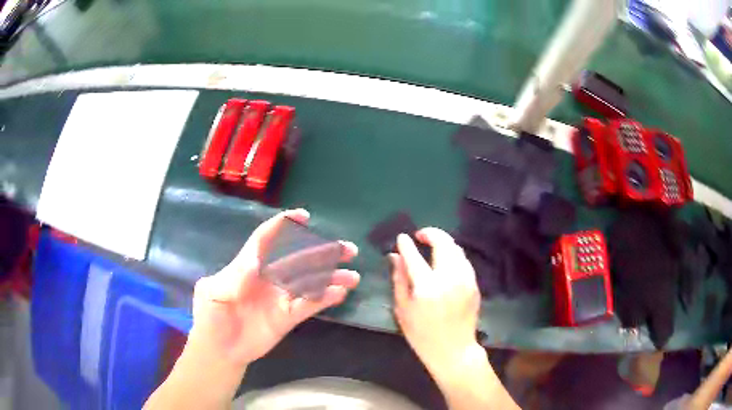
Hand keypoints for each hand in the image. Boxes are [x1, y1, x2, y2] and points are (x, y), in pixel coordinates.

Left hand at [188, 209, 359, 368]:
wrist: (218, 350)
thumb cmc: (210, 317)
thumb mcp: (212, 293)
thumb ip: (232, 277)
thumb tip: (255, 260)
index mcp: (247, 267)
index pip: (266, 240)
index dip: (283, 226)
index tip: (303, 216)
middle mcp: (268, 279)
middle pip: (298, 260)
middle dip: (322, 253)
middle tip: (347, 249)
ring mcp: (280, 298)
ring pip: (309, 282)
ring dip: (331, 277)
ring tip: (352, 276)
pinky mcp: (287, 317)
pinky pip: (309, 305)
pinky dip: (324, 298)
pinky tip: (340, 293)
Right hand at [390, 228, 480, 371]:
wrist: (453, 350)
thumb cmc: (422, 334)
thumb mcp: (403, 309)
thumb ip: (399, 280)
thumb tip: (394, 256)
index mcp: (427, 287)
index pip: (414, 256)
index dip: (406, 244)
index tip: (401, 237)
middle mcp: (449, 278)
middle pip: (443, 243)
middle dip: (431, 233)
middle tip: (420, 236)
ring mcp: (465, 280)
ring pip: (456, 249)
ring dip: (443, 242)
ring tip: (432, 247)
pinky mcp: (474, 284)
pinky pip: (464, 260)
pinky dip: (453, 255)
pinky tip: (445, 262)